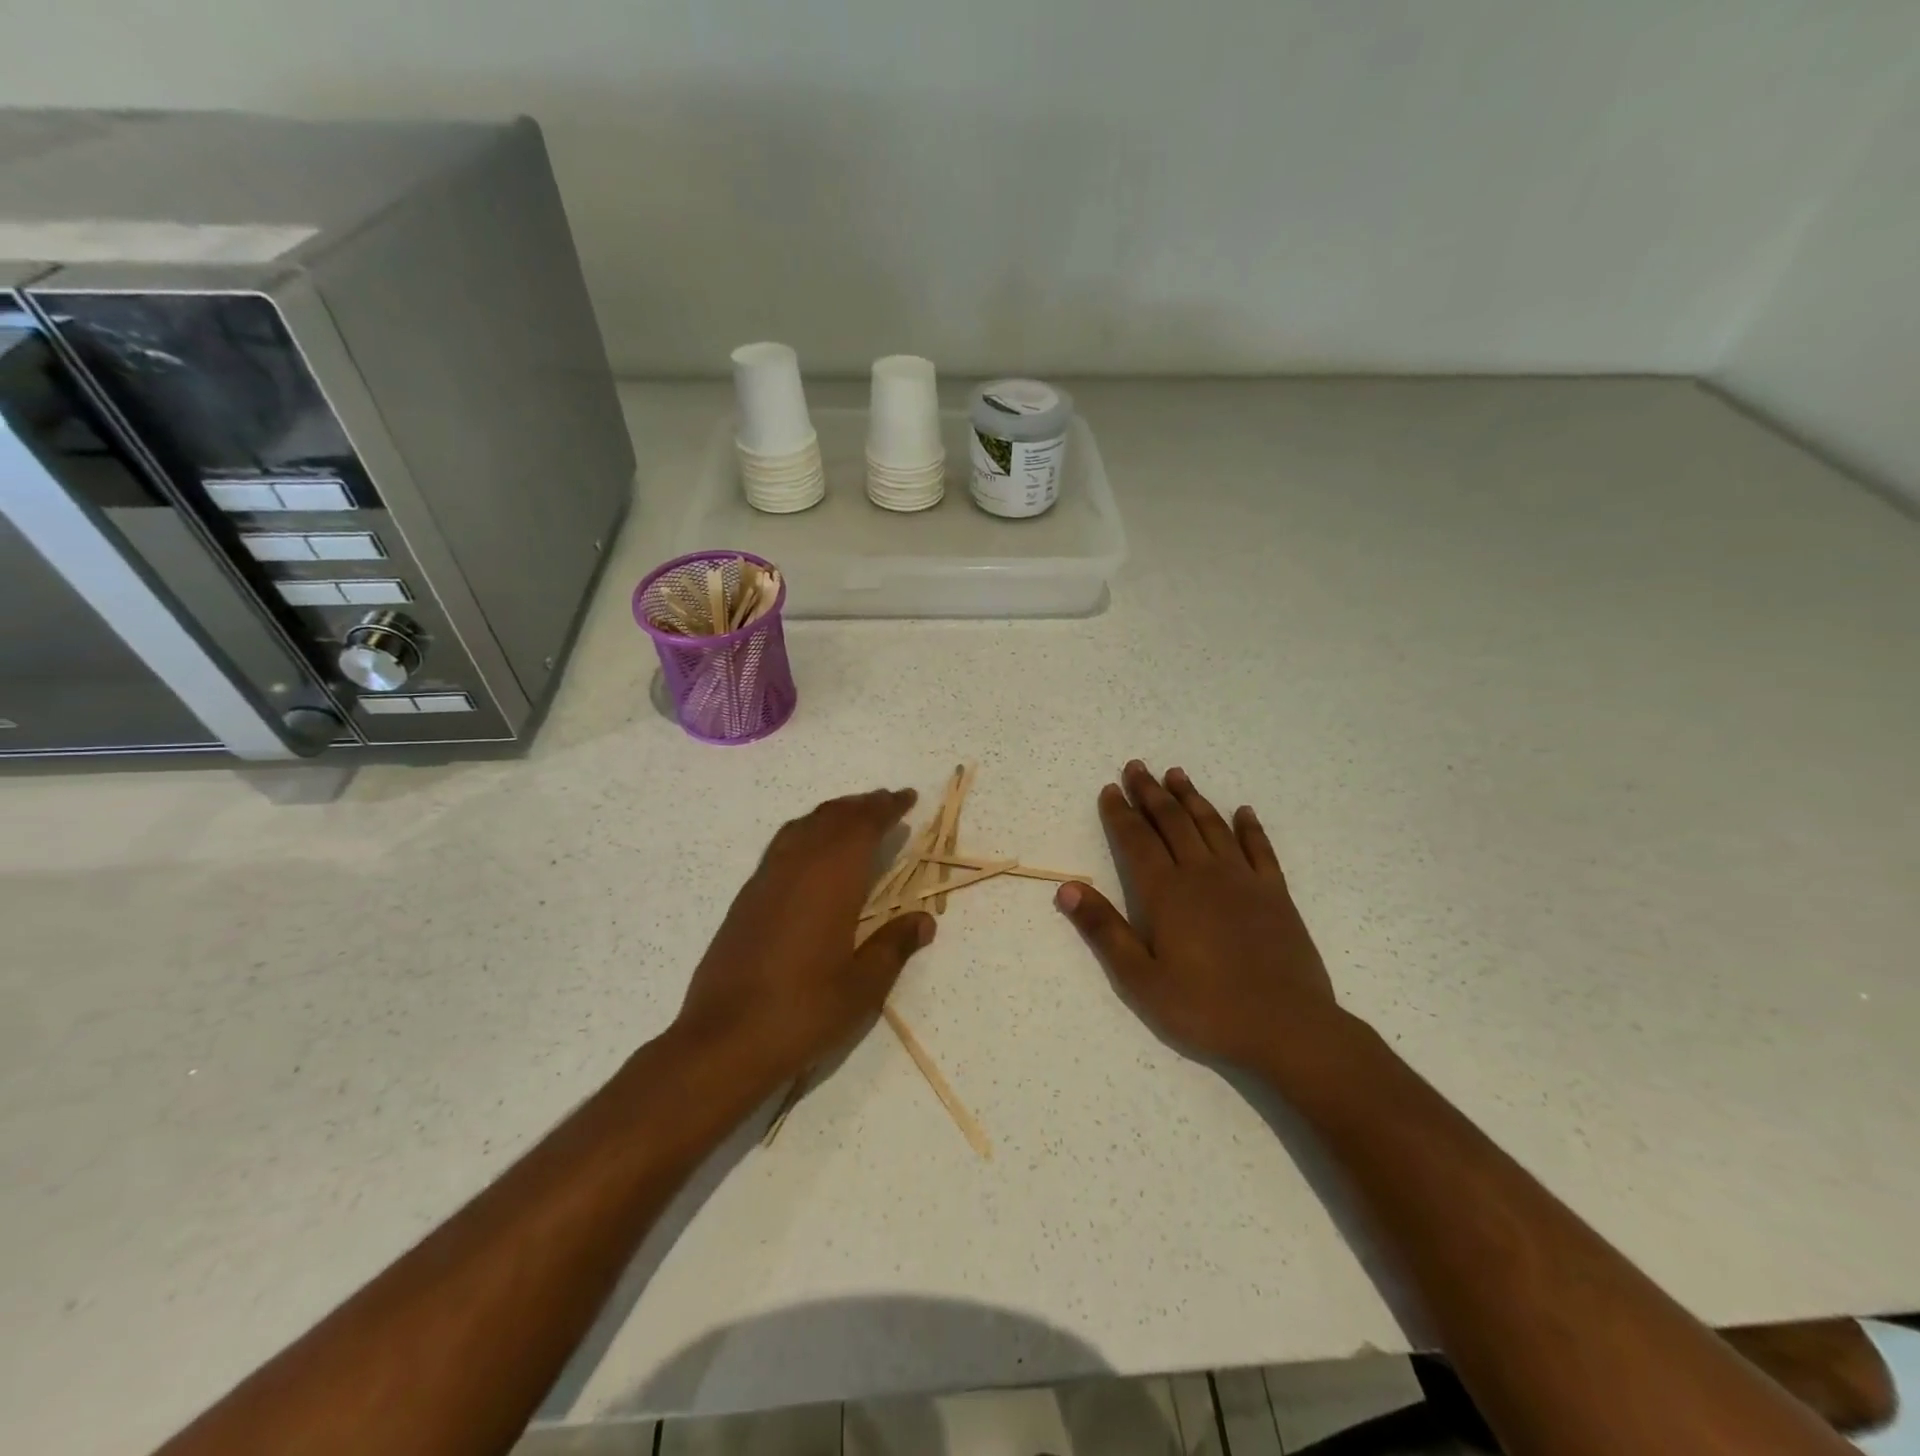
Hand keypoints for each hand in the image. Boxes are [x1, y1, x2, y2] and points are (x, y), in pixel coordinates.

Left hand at [676, 789, 934, 1088]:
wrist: (724, 1040)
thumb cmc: (804, 1012)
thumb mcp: (863, 986)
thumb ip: (894, 945)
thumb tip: (924, 920)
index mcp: (831, 880)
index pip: (863, 826)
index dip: (887, 807)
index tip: (907, 797)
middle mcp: (797, 867)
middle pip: (831, 818)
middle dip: (861, 805)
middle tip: (886, 802)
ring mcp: (766, 880)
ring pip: (802, 827)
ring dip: (831, 815)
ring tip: (852, 818)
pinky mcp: (745, 899)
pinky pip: (781, 846)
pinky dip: (805, 833)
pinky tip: (811, 854)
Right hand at [1056, 761, 1342, 1074]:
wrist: (1287, 1028)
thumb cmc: (1205, 1008)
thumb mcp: (1140, 979)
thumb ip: (1104, 930)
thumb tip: (1067, 887)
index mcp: (1165, 893)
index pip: (1136, 840)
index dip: (1120, 813)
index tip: (1109, 789)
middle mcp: (1202, 874)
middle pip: (1171, 822)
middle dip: (1150, 792)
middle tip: (1136, 767)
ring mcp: (1243, 880)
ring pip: (1211, 825)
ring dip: (1191, 798)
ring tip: (1176, 774)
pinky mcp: (1275, 894)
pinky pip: (1259, 849)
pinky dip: (1249, 827)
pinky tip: (1242, 811)